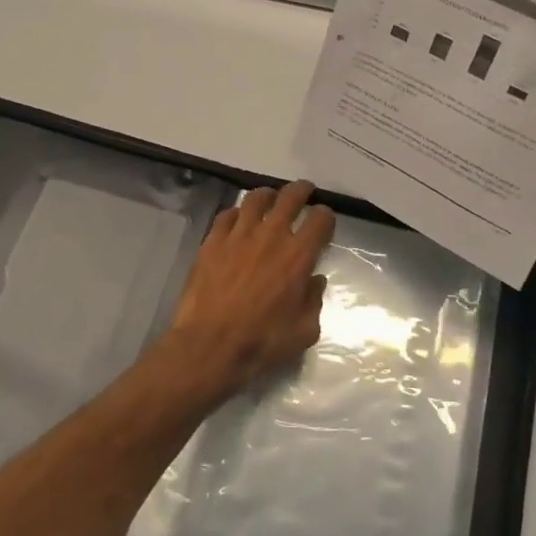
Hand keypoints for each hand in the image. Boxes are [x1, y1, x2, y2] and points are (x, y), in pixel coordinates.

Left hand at [163, 180, 335, 398]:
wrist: (210, 345)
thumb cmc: (262, 341)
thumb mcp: (304, 331)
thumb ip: (314, 301)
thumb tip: (314, 281)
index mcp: (299, 255)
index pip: (320, 219)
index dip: (326, 216)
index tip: (324, 221)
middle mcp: (271, 235)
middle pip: (290, 197)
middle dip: (302, 191)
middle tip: (304, 192)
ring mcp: (239, 235)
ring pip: (256, 198)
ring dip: (268, 195)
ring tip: (270, 199)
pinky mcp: (212, 241)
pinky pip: (227, 215)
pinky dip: (236, 213)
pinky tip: (237, 220)